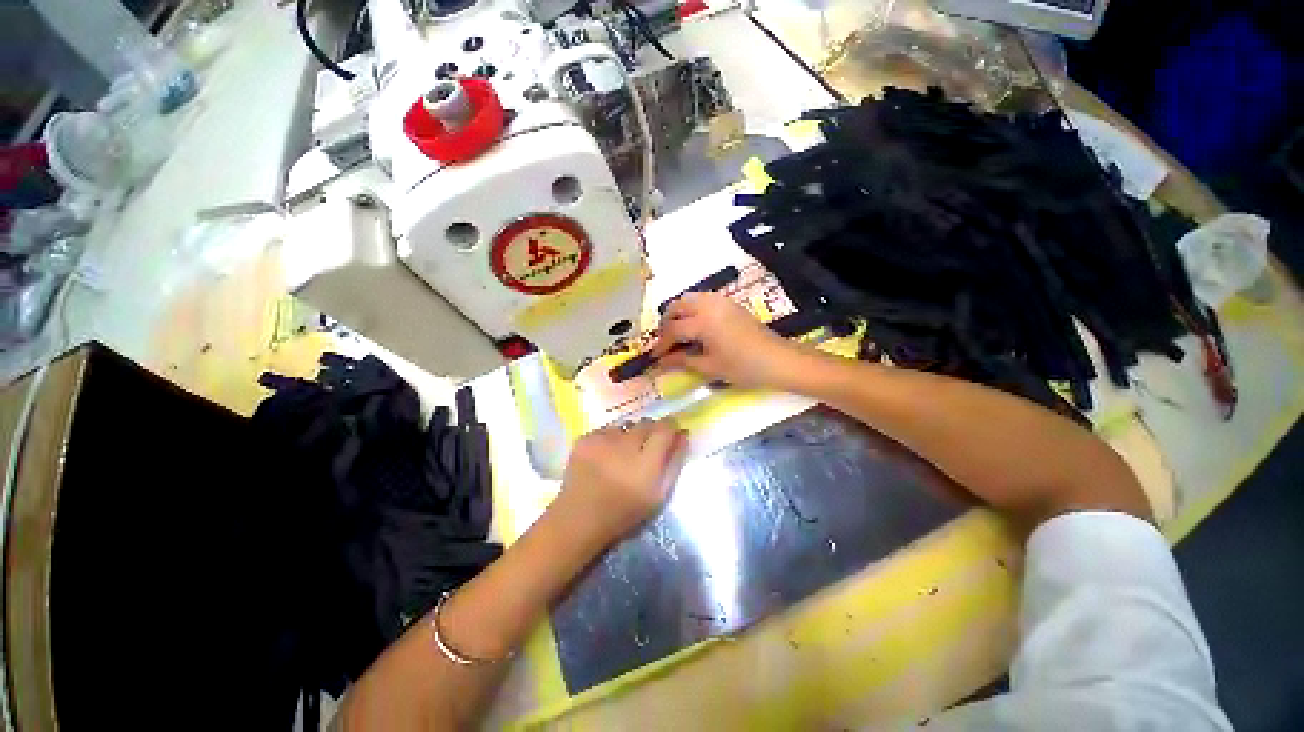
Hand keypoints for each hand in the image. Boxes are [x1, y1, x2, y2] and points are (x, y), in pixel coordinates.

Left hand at [555, 420, 687, 548]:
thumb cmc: (624, 512)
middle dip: (650, 433)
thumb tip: (683, 435)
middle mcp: (624, 446)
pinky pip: (606, 430)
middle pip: (646, 423)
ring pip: (626, 426)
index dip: (670, 428)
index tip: (669, 436)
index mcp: (645, 464)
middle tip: (644, 450)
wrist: (579, 519)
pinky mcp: (584, 438)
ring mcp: (601, 440)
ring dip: (628, 436)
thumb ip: (674, 462)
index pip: (665, 428)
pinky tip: (604, 456)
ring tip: (621, 455)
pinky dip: (609, 439)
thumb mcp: (659, 495)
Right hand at [651, 292, 803, 389]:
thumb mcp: (710, 367)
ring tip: (679, 333)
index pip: (673, 330)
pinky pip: (703, 299)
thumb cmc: (743, 367)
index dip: (661, 344)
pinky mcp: (730, 303)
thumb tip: (661, 362)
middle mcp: (708, 305)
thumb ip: (682, 361)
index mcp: (702, 322)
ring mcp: (721, 301)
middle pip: (677, 306)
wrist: (777, 360)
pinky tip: (696, 327)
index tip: (655, 356)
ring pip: (690, 298)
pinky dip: (693, 309)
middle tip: (665, 341)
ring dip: (679, 313)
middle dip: (667, 323)